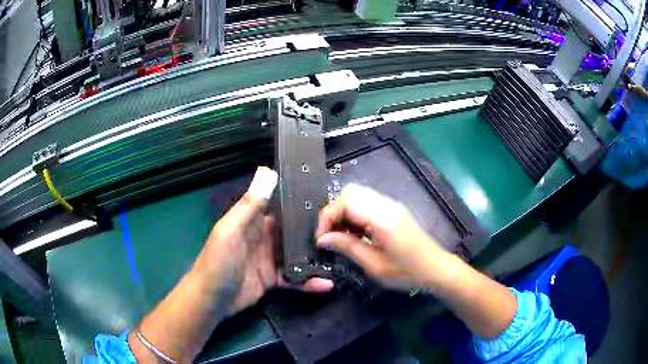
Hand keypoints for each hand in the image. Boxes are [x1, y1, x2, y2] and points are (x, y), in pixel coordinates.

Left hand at [193, 167, 332, 314]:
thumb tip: (267, 170)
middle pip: (293, 230)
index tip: (327, 197)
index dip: (300, 199)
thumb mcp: (231, 230)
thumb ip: (250, 205)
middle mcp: (265, 238)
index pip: (280, 204)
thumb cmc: (218, 261)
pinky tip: (326, 284)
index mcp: (254, 221)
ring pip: (297, 254)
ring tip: (340, 255)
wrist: (211, 299)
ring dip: (315, 255)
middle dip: (315, 229)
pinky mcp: (274, 279)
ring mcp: (270, 260)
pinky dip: (309, 281)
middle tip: (343, 229)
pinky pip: (295, 278)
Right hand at [316, 184, 450, 290]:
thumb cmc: (407, 272)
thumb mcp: (375, 266)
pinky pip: (367, 202)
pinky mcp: (393, 208)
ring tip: (343, 236)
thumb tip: (323, 239)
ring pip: (358, 194)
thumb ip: (348, 248)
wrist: (436, 267)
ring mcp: (391, 204)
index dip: (327, 218)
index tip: (322, 239)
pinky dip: (355, 213)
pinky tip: (357, 233)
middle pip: (350, 191)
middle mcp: (386, 205)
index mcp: (383, 219)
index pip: (345, 202)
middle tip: (332, 235)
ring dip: (344, 212)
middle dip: (334, 211)